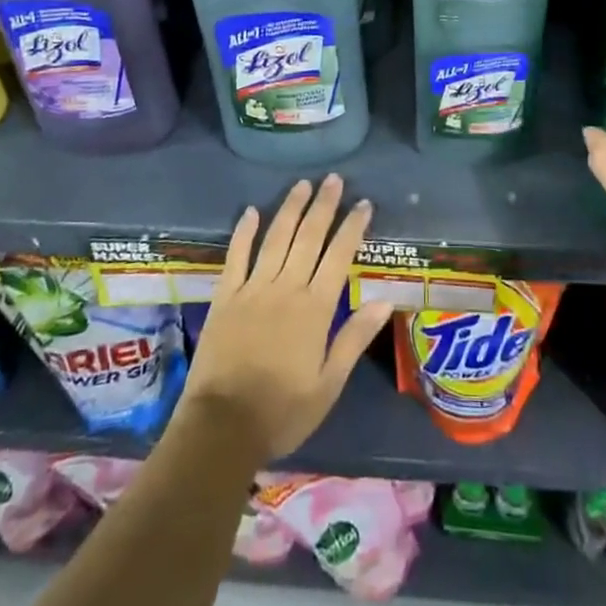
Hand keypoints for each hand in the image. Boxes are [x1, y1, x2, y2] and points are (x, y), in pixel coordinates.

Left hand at [178, 175, 393, 465]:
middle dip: (323, 205)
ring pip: (276, 238)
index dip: (352, 227)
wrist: (222, 427)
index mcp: (315, 309)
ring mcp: (253, 289)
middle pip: (308, 237)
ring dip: (290, 208)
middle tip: (333, 179)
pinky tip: (251, 211)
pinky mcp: (225, 296)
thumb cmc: (282, 412)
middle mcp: (286, 288)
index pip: (339, 256)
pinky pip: (236, 256)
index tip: (363, 203)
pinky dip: (244, 232)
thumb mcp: (328, 385)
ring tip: (302, 184)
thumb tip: (383, 300)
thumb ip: (354, 339)